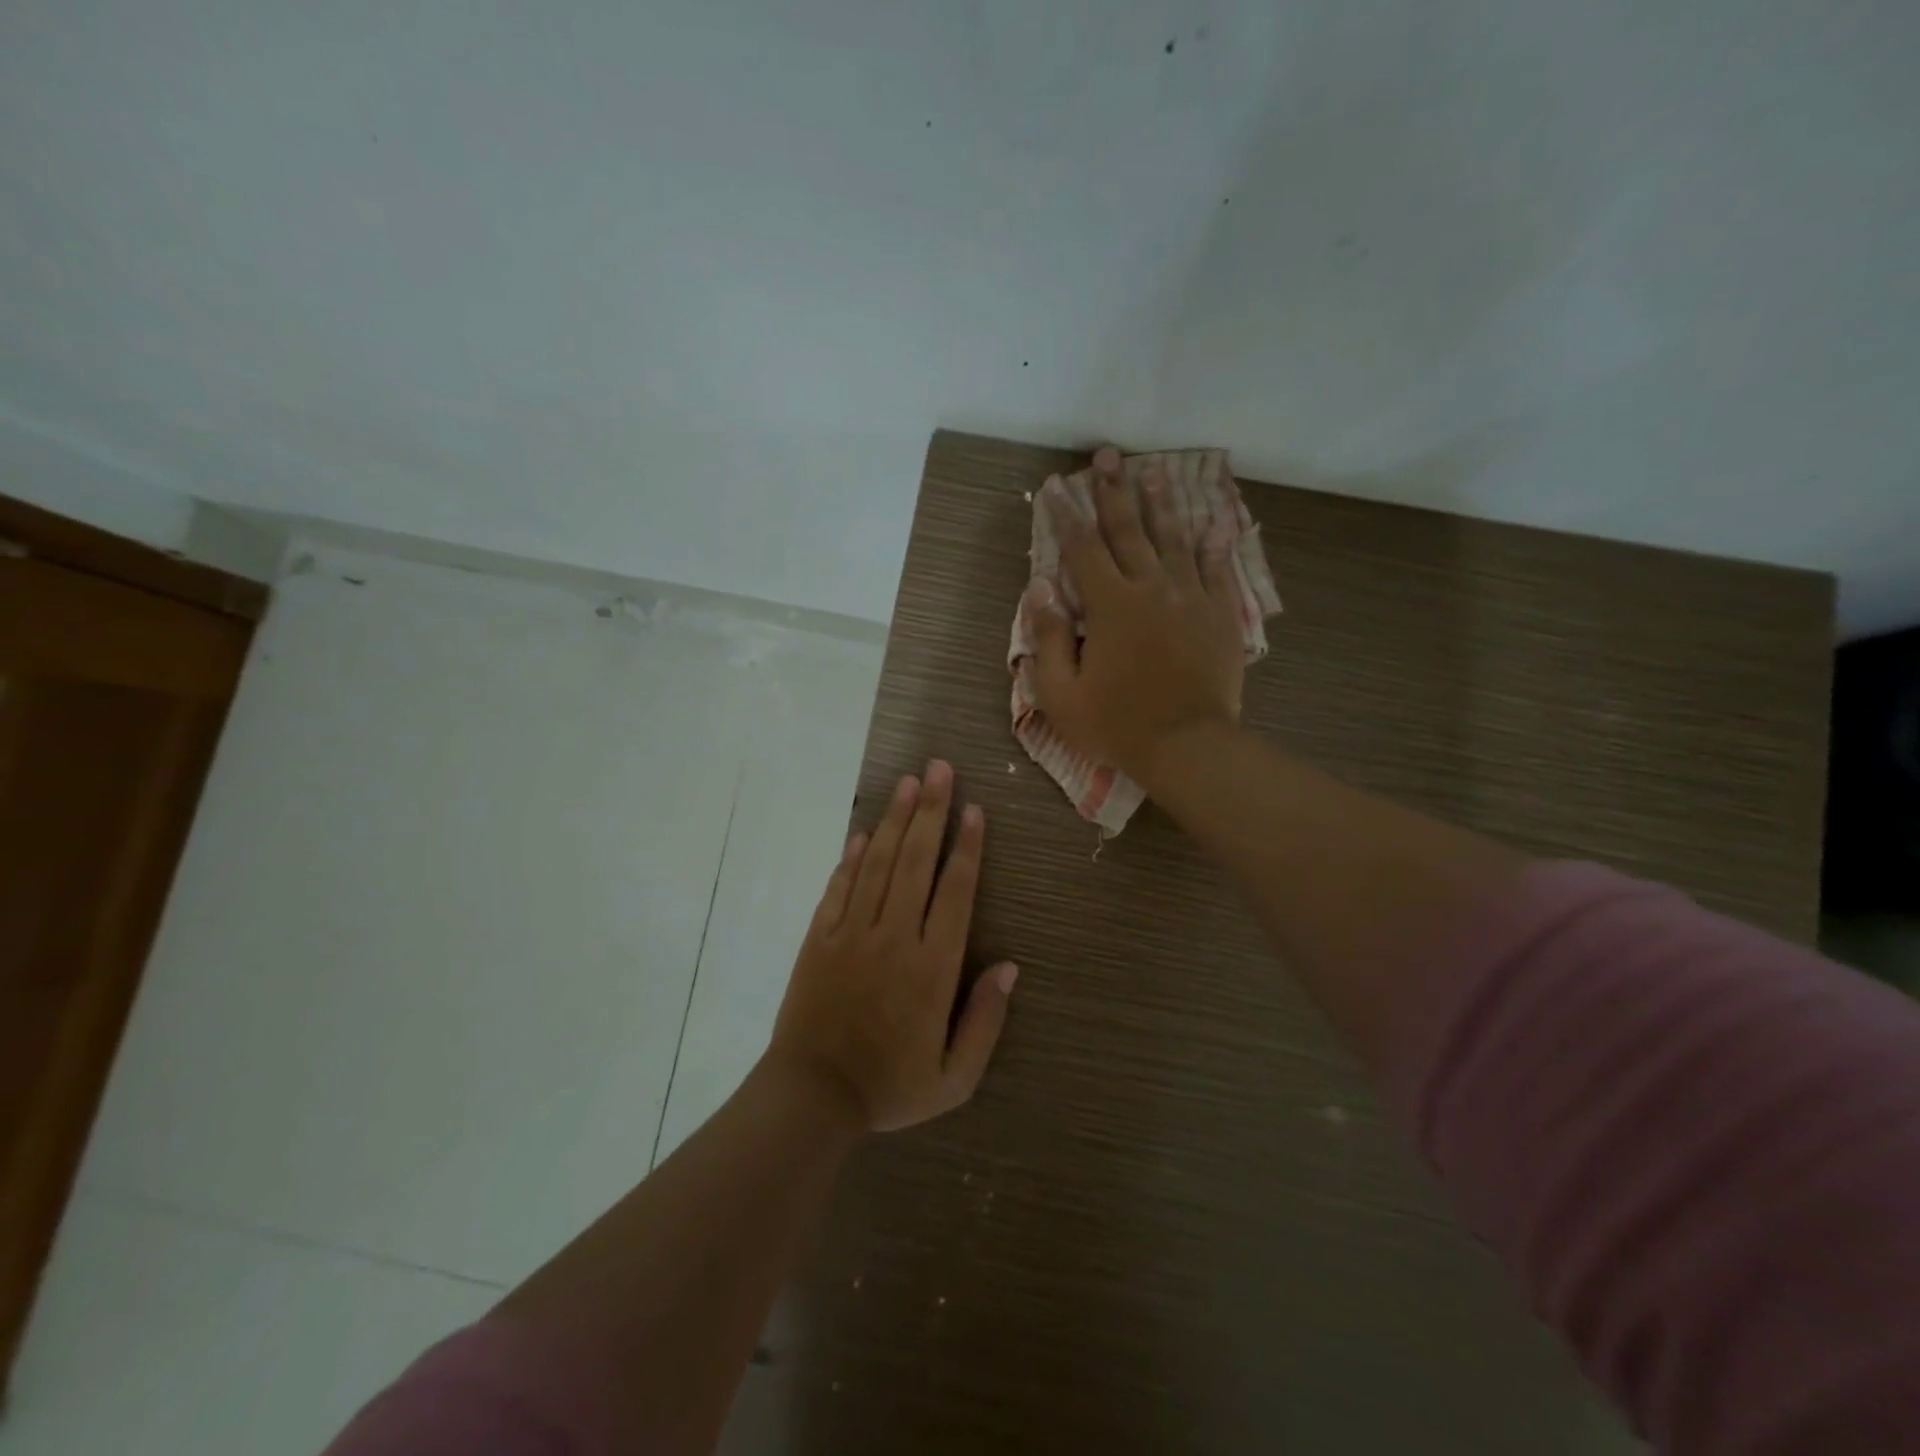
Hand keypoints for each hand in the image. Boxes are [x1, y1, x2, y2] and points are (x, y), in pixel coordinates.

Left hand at [766, 760, 1016, 1133]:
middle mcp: (895, 937)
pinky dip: (853, 857)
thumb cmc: (890, 1087)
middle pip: (917, 861)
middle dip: (931, 811)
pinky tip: (865, 832)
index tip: (974, 809)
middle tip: (939, 769)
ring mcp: (853, 933)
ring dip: (896, 821)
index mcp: (933, 966)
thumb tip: (1010, 967)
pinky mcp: (820, 937)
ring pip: (880, 863)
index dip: (966, 847)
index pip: (955, 891)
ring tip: (908, 782)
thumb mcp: (955, 1077)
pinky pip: (840, 887)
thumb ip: (986, 1020)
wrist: (812, 1097)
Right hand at [1027, 445, 1246, 782]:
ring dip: (1159, 502)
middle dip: (1113, 490)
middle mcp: (1151, 588)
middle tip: (1106, 455)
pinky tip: (1212, 522)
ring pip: (1173, 538)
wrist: (1188, 746)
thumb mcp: (1062, 693)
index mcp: (1110, 605)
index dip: (1066, 514)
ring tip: (1152, 469)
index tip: (1055, 485)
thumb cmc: (1117, 725)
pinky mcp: (1220, 614)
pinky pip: (1217, 568)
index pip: (1082, 548)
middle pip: (1128, 529)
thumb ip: (1050, 637)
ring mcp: (1191, 597)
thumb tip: (1040, 588)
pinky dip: (1213, 543)